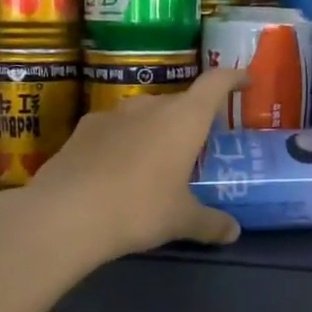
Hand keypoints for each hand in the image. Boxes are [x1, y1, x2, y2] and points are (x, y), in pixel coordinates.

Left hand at [17, 68, 246, 261]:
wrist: (66, 213)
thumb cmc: (139, 208)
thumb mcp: (181, 220)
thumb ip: (210, 223)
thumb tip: (234, 233)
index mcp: (184, 118)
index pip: (216, 83)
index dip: (233, 78)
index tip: (245, 81)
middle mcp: (150, 106)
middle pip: (179, 101)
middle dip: (191, 118)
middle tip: (199, 144)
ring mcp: (112, 114)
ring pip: (144, 114)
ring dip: (155, 130)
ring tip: (157, 159)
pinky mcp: (82, 129)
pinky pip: (114, 129)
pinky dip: (124, 141)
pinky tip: (118, 169)